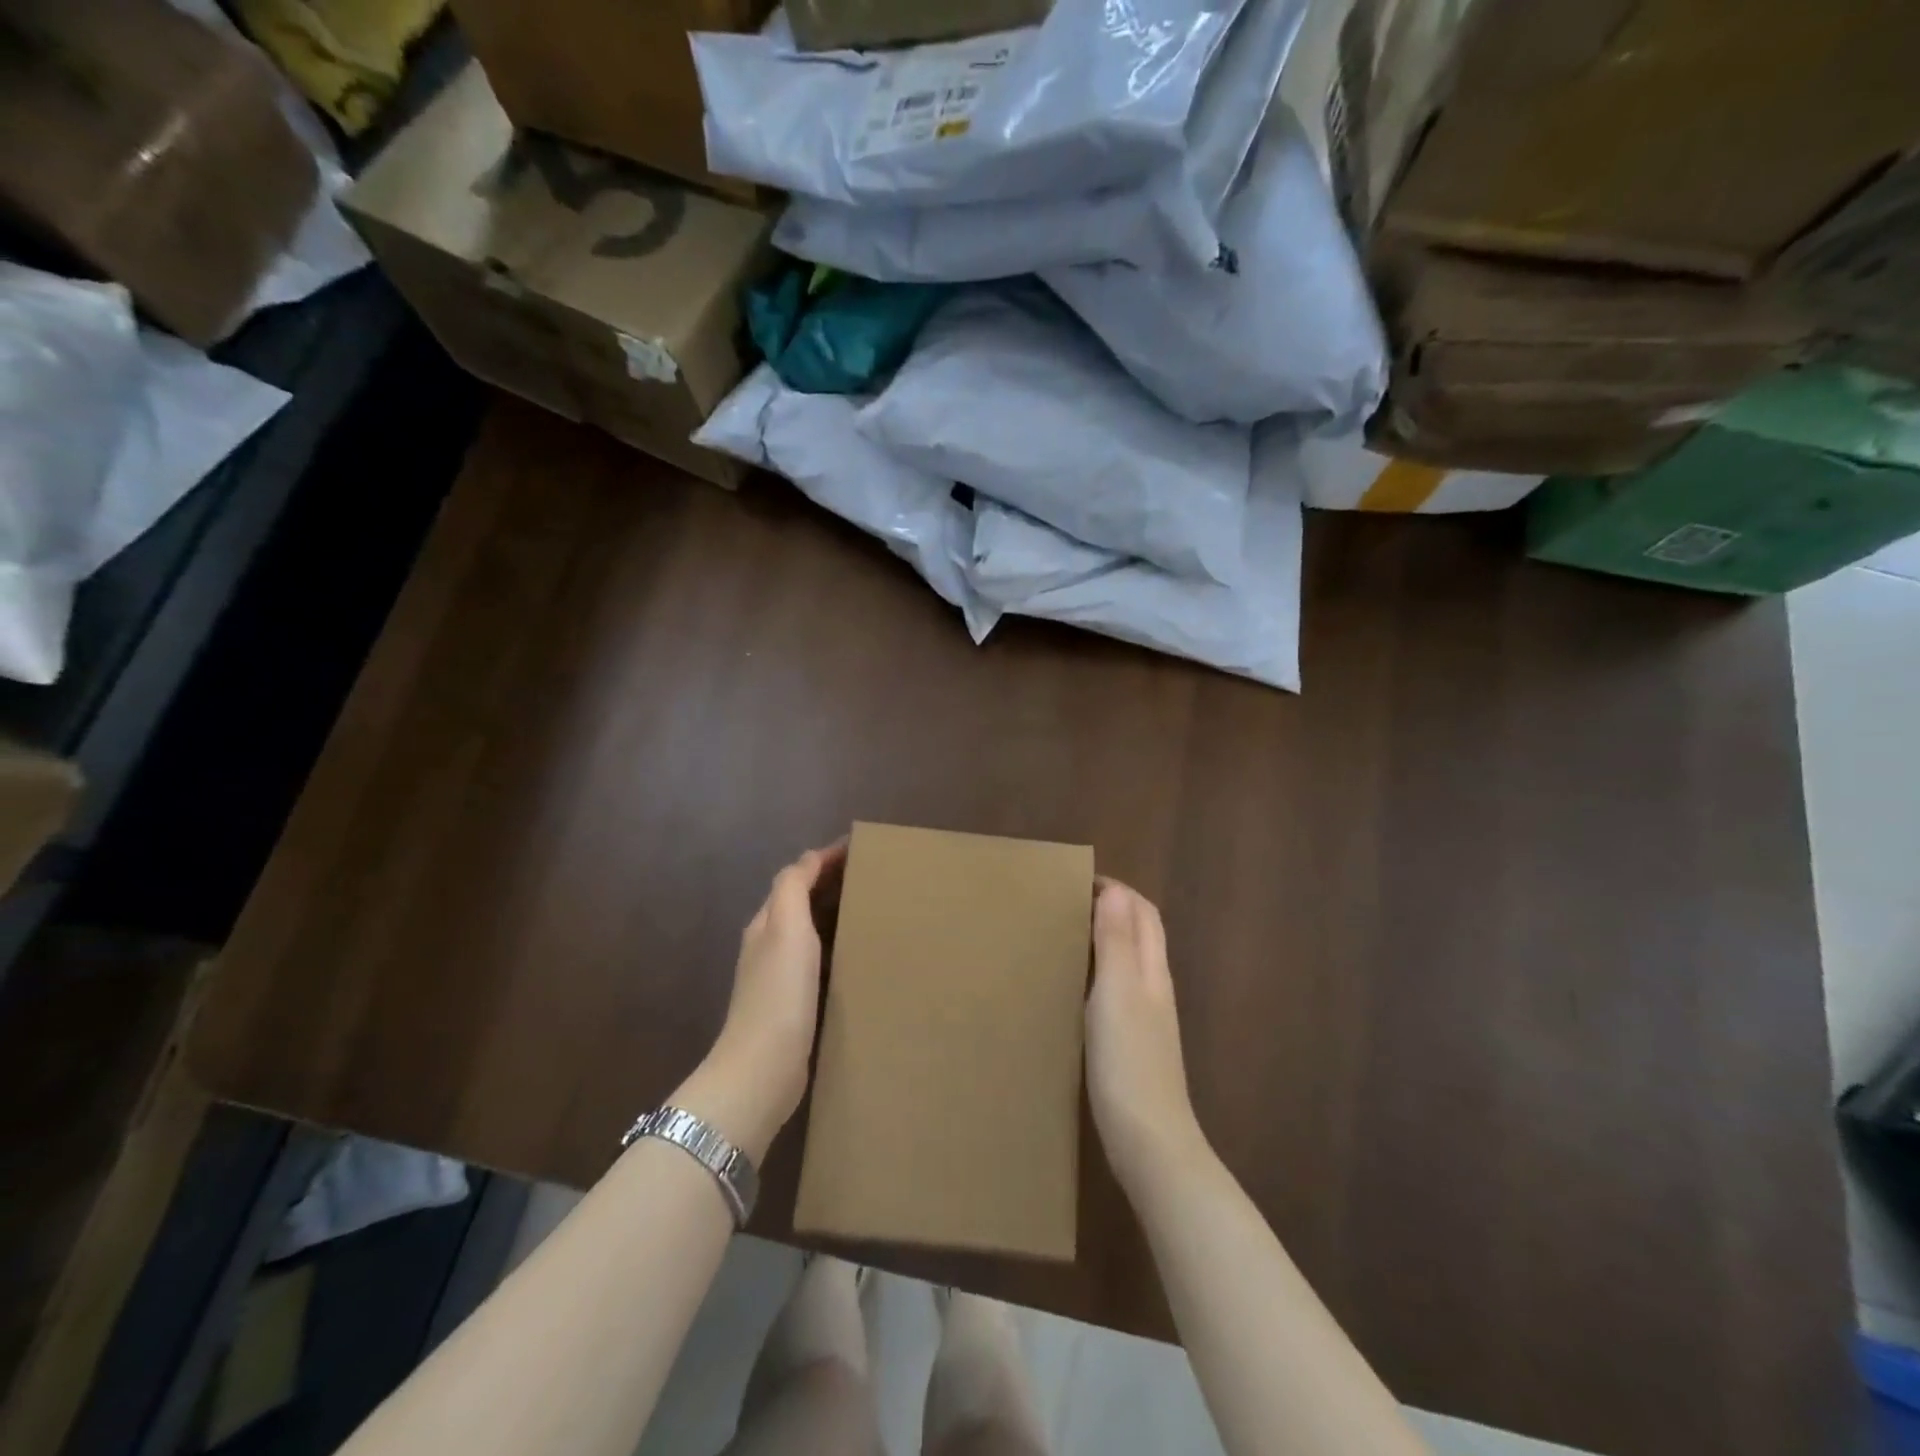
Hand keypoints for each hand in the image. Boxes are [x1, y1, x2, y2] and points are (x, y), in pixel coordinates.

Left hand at [674, 842, 844, 1161]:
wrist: (762, 1069)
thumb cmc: (779, 993)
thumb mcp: (786, 928)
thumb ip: (793, 888)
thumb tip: (810, 859)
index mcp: (767, 923)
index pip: (795, 877)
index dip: (824, 859)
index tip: (859, 849)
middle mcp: (769, 945)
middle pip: (801, 902)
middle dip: (832, 884)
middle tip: (873, 877)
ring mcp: (779, 978)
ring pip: (810, 931)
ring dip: (835, 915)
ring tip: (872, 910)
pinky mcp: (793, 1005)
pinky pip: (818, 961)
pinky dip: (836, 947)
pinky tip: (857, 958)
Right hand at [1085, 878, 1205, 1189]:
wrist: (1149, 1141)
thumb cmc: (1129, 1061)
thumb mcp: (1117, 993)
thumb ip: (1116, 941)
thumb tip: (1115, 889)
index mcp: (1152, 971)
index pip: (1143, 913)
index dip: (1118, 891)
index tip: (1078, 881)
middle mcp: (1154, 988)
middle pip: (1141, 934)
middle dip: (1113, 909)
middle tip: (1069, 903)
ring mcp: (1147, 1019)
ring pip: (1130, 962)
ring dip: (1106, 939)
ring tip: (1067, 935)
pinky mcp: (1134, 1045)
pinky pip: (1119, 990)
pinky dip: (1100, 972)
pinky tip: (1076, 987)